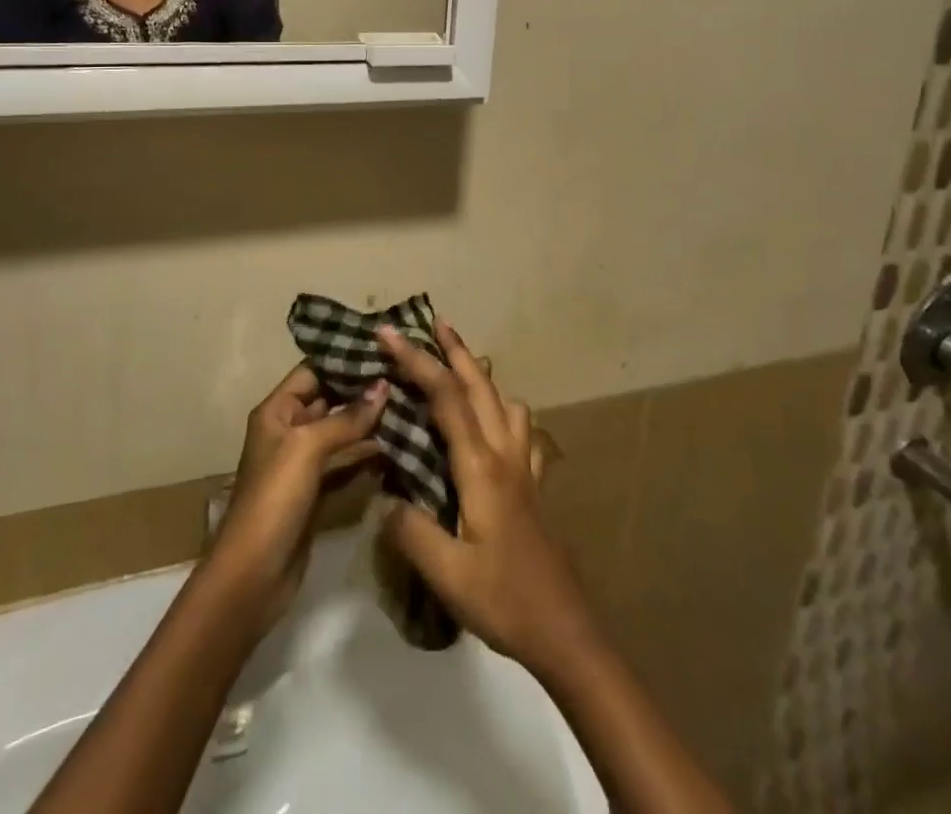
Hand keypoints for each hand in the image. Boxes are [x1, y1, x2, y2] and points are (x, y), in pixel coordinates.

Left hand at [205, 365, 386, 632]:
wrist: (252, 577)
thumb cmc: (274, 498)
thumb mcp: (308, 448)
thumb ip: (347, 417)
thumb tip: (384, 385)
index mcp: (277, 411)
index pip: (313, 370)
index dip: (344, 359)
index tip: (384, 348)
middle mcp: (289, 430)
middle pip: (330, 399)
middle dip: (364, 389)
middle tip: (406, 374)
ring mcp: (303, 463)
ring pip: (342, 432)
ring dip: (371, 422)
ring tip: (410, 403)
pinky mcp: (317, 492)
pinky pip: (346, 463)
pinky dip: (368, 456)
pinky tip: (399, 446)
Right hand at [375, 321, 601, 679]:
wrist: (564, 628)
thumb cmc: (504, 599)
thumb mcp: (448, 574)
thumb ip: (412, 531)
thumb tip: (387, 499)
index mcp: (480, 466)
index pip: (445, 398)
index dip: (417, 361)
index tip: (389, 334)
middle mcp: (505, 454)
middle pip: (479, 386)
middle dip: (454, 351)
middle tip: (433, 322)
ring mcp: (524, 467)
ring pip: (505, 402)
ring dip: (481, 377)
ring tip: (460, 370)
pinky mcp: (534, 485)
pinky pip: (522, 431)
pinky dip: (506, 412)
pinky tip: (497, 425)